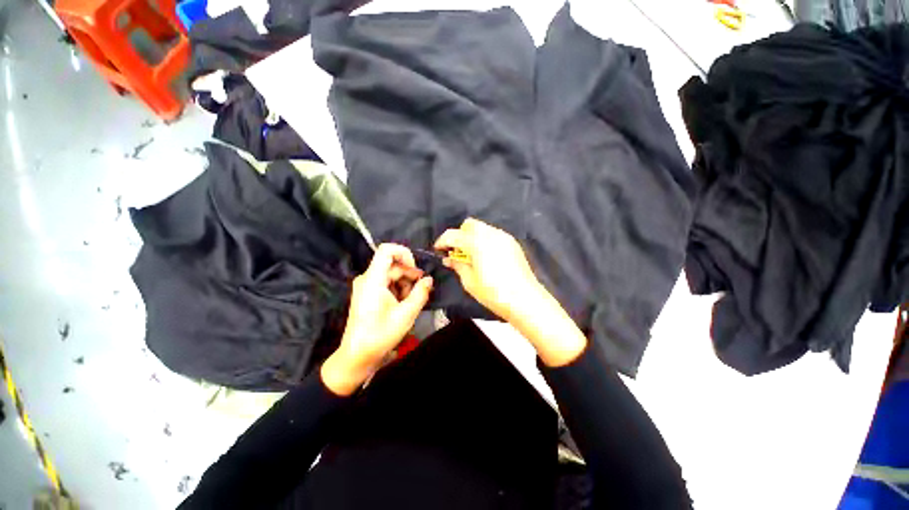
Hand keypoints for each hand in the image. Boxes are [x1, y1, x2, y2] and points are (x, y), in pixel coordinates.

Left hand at [321, 244, 432, 395]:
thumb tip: (429, 280)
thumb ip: (421, 293)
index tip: (416, 270)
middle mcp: (368, 278)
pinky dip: (398, 290)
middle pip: (393, 265)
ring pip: (391, 275)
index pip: (387, 250)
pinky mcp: (368, 294)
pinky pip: (386, 283)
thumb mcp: (407, 314)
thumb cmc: (381, 335)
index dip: (405, 254)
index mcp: (373, 279)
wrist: (357, 356)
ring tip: (412, 302)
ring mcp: (366, 286)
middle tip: (421, 291)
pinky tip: (404, 304)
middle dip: (410, 275)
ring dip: (405, 285)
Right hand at [435, 218, 586, 366]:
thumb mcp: (469, 281)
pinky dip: (485, 240)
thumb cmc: (493, 293)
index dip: (442, 241)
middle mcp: (490, 234)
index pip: (453, 234)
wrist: (525, 299)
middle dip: (459, 234)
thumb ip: (458, 265)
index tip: (438, 250)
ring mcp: (503, 237)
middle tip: (457, 251)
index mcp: (477, 243)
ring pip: (482, 228)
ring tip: (472, 255)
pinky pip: (493, 234)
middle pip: (469, 224)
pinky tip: (486, 256)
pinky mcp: (512, 243)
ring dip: (472, 236)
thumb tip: (449, 258)